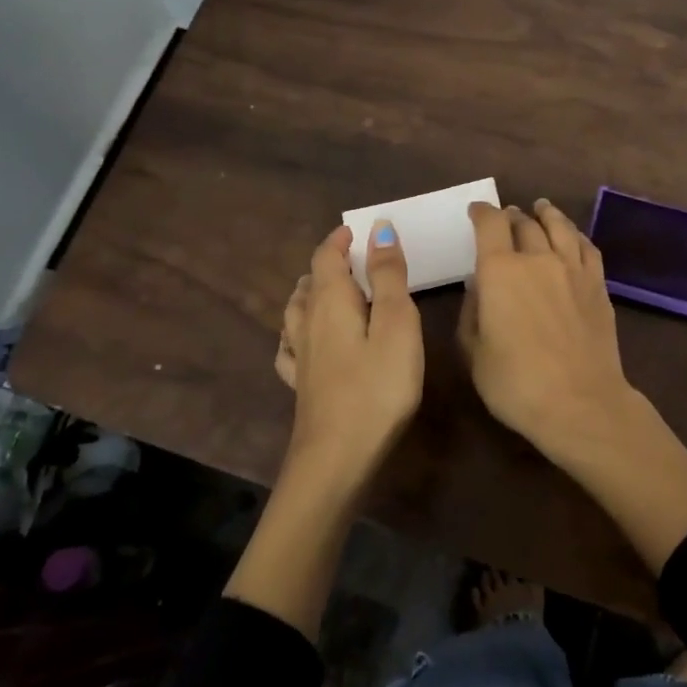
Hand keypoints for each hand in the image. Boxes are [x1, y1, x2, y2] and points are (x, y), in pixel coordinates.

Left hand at [272, 220, 423, 497]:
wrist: (337, 457)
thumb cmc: (377, 387)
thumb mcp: (396, 324)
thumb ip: (388, 275)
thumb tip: (378, 228)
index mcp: (331, 302)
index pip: (327, 258)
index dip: (339, 240)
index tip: (356, 230)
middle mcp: (307, 323)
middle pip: (310, 282)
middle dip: (327, 264)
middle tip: (350, 258)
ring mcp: (299, 356)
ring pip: (295, 312)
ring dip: (309, 293)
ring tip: (324, 289)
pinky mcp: (300, 385)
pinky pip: (290, 346)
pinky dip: (296, 331)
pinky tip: (300, 340)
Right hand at [459, 198, 686, 572]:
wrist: (580, 403)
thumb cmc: (516, 383)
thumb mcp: (473, 352)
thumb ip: (471, 312)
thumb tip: (479, 287)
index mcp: (500, 270)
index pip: (490, 224)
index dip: (481, 212)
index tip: (476, 211)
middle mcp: (537, 258)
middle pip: (524, 223)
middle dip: (511, 216)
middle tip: (506, 217)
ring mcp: (573, 269)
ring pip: (559, 227)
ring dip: (547, 214)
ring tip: (541, 208)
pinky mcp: (598, 285)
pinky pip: (586, 247)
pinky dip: (575, 235)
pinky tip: (572, 237)